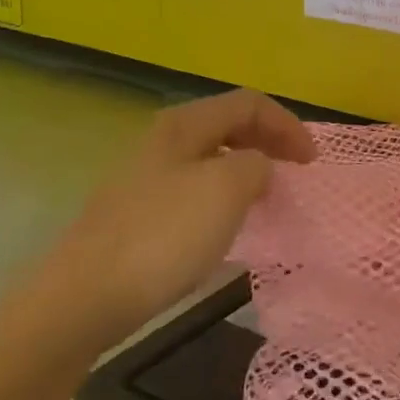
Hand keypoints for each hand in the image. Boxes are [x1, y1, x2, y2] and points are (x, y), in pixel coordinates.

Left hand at [0, 90, 315, 366]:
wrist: (86, 296)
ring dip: (247, 170)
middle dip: (269, 142)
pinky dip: (224, 197)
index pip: (249, 103)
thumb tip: (257, 168)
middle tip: (296, 173)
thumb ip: (256, 165)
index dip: (287, 124)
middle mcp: (163, 141)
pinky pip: (195, 190)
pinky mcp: (138, 213)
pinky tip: (229, 226)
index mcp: (184, 125)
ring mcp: (146, 178)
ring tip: (270, 198)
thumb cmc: (164, 235)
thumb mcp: (226, 189)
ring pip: (211, 159)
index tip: (312, 162)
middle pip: (228, 125)